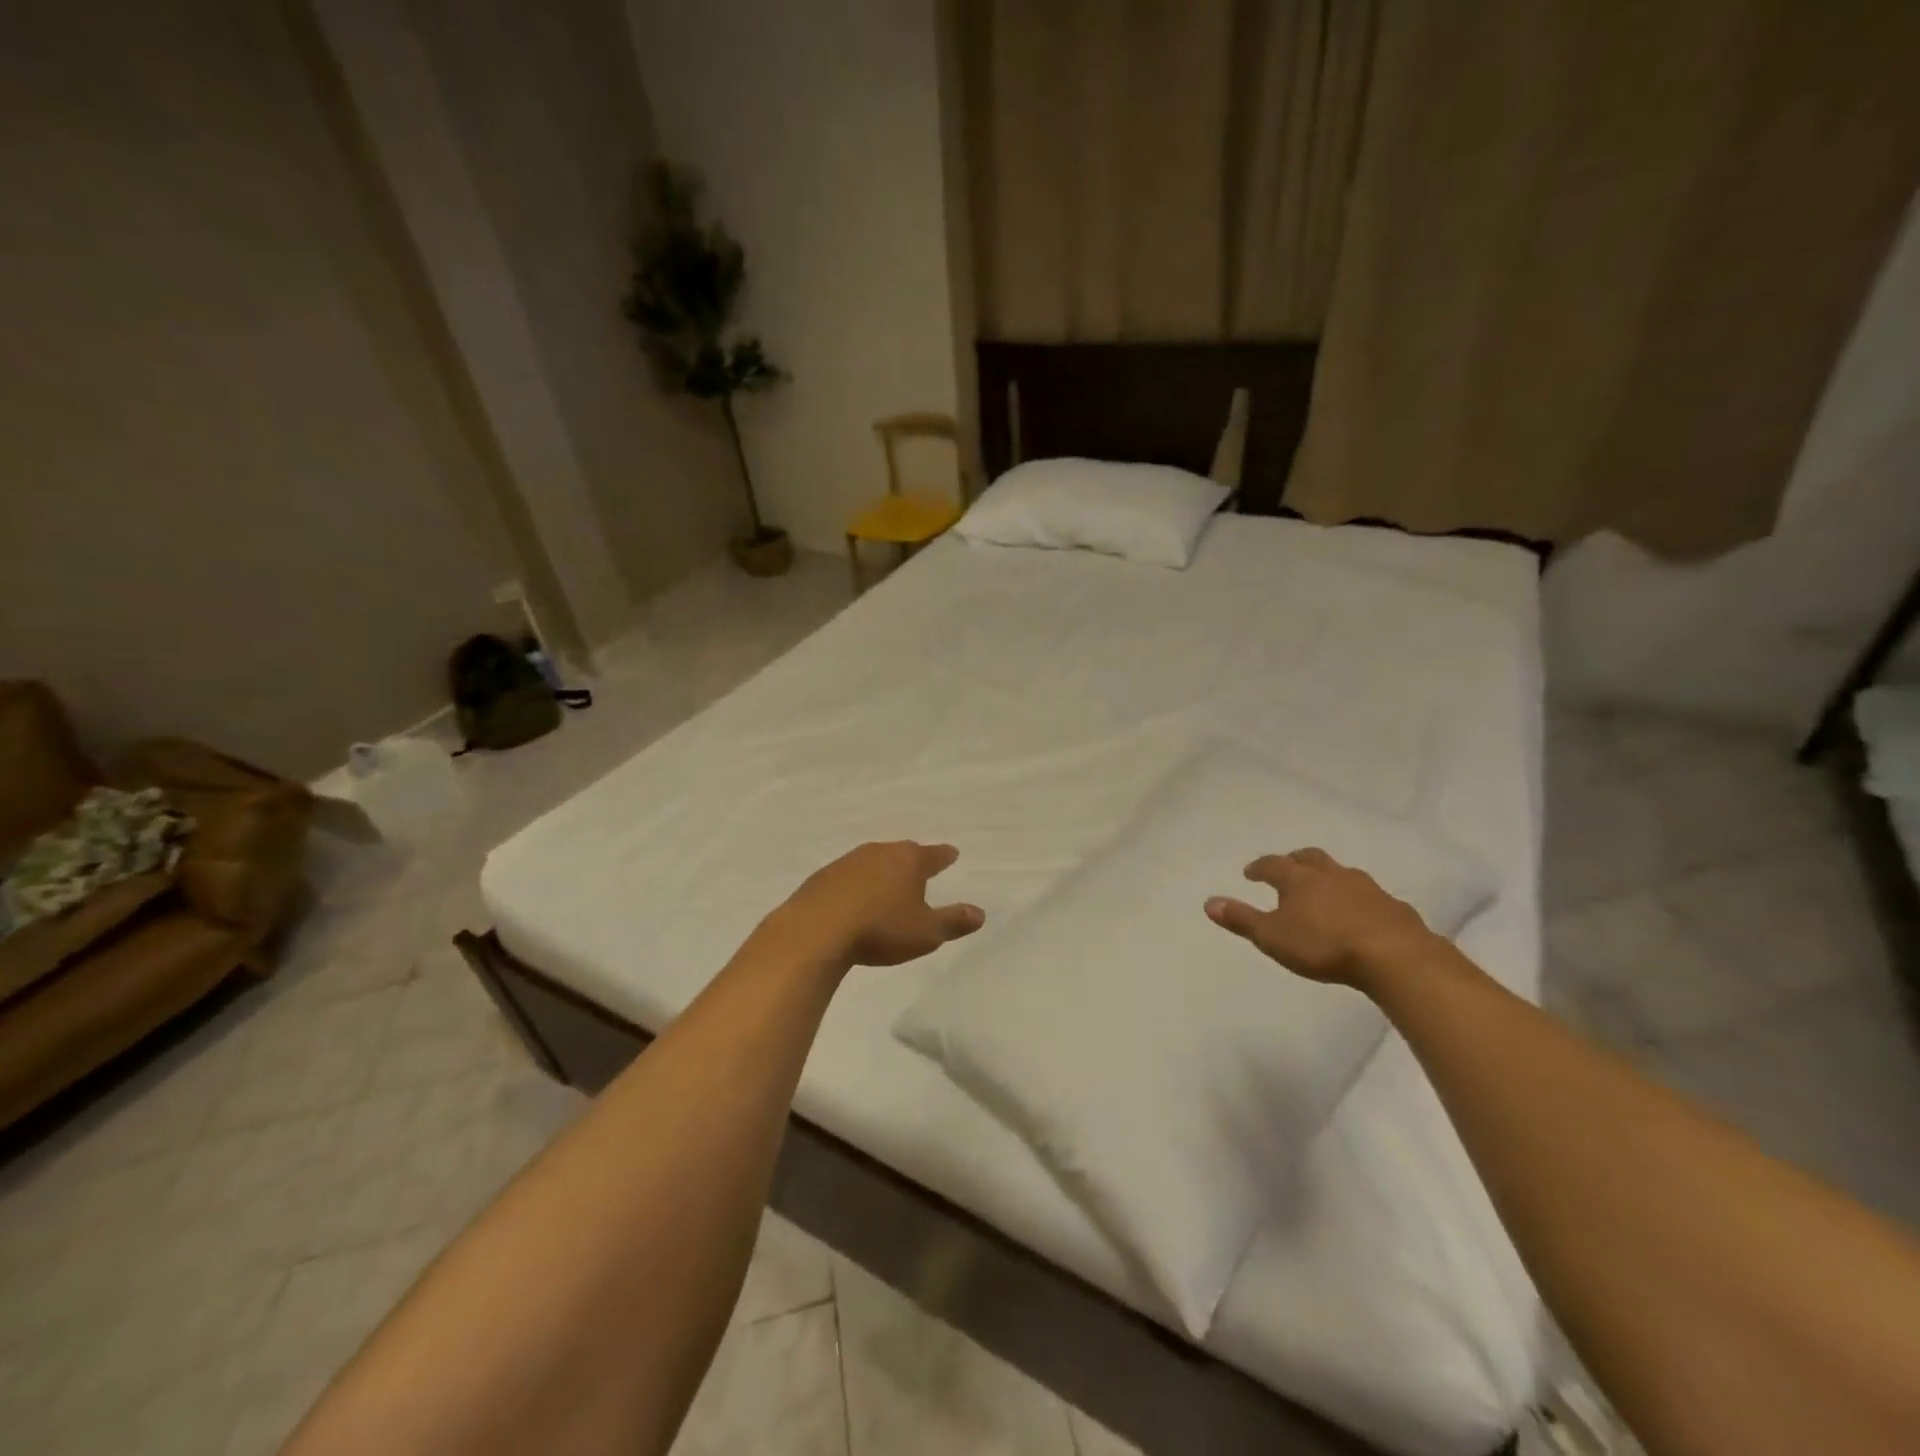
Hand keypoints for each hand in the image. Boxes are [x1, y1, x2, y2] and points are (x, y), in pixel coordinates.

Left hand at [773, 841, 984, 969]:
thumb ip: (953, 921)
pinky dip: (856, 884)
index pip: (934, 855)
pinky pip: (848, 876)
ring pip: (873, 861)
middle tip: (919, 867)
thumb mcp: (925, 933)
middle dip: (912, 860)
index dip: (944, 856)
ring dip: (882, 871)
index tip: (952, 854)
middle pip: (902, 852)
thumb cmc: (880, 929)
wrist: (815, 931)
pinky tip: (854, 900)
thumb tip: (980, 913)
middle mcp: (880, 852)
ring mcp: (848, 862)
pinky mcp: (822, 877)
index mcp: (909, 861)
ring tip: (887, 885)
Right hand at [1204, 848, 1435, 988]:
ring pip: (1340, 873)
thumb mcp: (1272, 937)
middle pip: (1309, 858)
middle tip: (1287, 868)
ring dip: (1328, 877)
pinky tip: (1359, 914)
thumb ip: (1241, 919)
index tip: (1250, 873)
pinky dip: (1357, 899)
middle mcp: (1331, 874)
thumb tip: (1209, 902)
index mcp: (1299, 879)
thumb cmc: (1324, 945)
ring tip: (1323, 891)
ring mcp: (1365, 887)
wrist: (1395, 957)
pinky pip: (1369, 895)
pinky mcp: (1392, 906)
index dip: (1259, 868)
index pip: (1273, 865)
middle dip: (1295, 861)